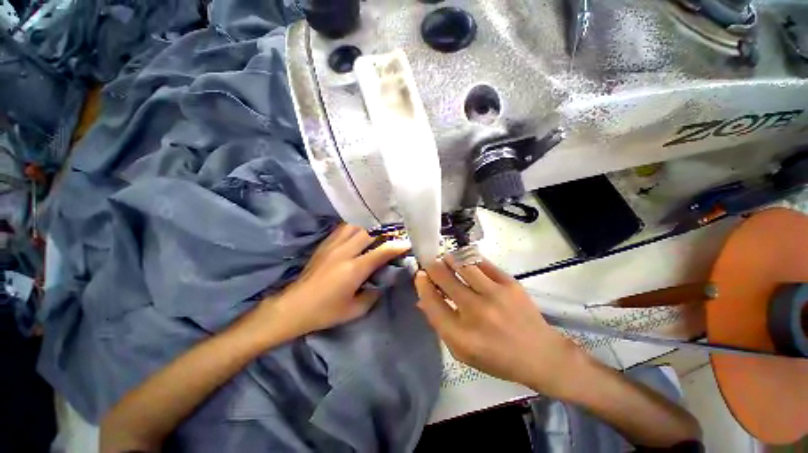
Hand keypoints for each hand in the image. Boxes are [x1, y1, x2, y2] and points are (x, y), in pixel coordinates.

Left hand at [248, 224, 409, 341]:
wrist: (293, 307)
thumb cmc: (326, 311)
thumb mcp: (355, 310)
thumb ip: (373, 294)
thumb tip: (382, 281)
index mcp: (354, 268)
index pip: (382, 251)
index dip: (398, 245)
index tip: (408, 242)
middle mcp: (345, 251)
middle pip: (369, 231)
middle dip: (385, 230)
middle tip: (395, 231)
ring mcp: (333, 245)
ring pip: (355, 225)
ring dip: (369, 225)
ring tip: (379, 227)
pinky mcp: (325, 244)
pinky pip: (343, 227)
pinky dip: (355, 226)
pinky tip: (360, 229)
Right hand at [415, 257, 588, 397]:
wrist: (540, 354)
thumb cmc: (496, 357)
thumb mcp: (462, 351)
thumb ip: (440, 324)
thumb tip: (422, 298)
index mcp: (461, 336)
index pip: (431, 302)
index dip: (422, 285)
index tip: (420, 275)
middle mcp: (476, 312)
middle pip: (444, 279)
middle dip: (432, 267)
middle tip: (430, 263)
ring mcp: (495, 295)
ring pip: (462, 265)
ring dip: (450, 259)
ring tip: (447, 260)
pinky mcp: (510, 284)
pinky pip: (482, 263)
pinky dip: (469, 259)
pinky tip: (466, 261)